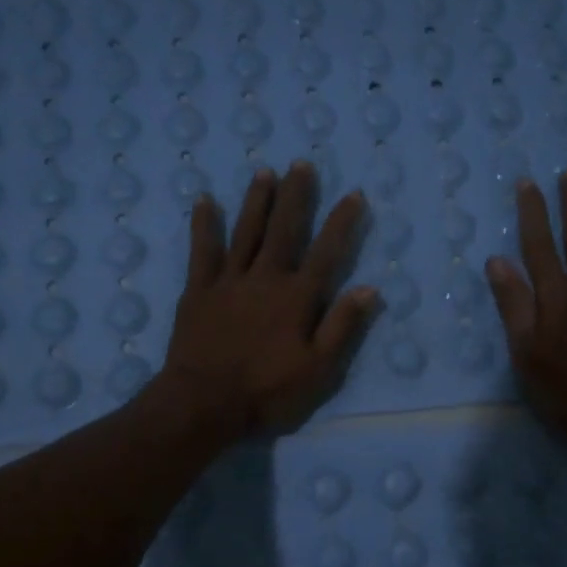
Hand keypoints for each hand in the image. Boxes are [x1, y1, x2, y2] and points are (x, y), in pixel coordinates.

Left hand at [156, 161, 377, 439]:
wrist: (204, 403)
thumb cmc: (267, 391)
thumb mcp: (318, 370)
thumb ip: (342, 327)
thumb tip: (369, 289)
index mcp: (297, 298)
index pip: (326, 252)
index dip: (342, 222)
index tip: (354, 194)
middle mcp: (265, 278)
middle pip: (284, 230)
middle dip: (296, 196)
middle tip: (301, 164)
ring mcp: (228, 281)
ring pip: (246, 232)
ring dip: (257, 201)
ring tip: (265, 172)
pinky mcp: (198, 290)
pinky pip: (202, 250)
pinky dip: (204, 225)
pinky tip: (204, 200)